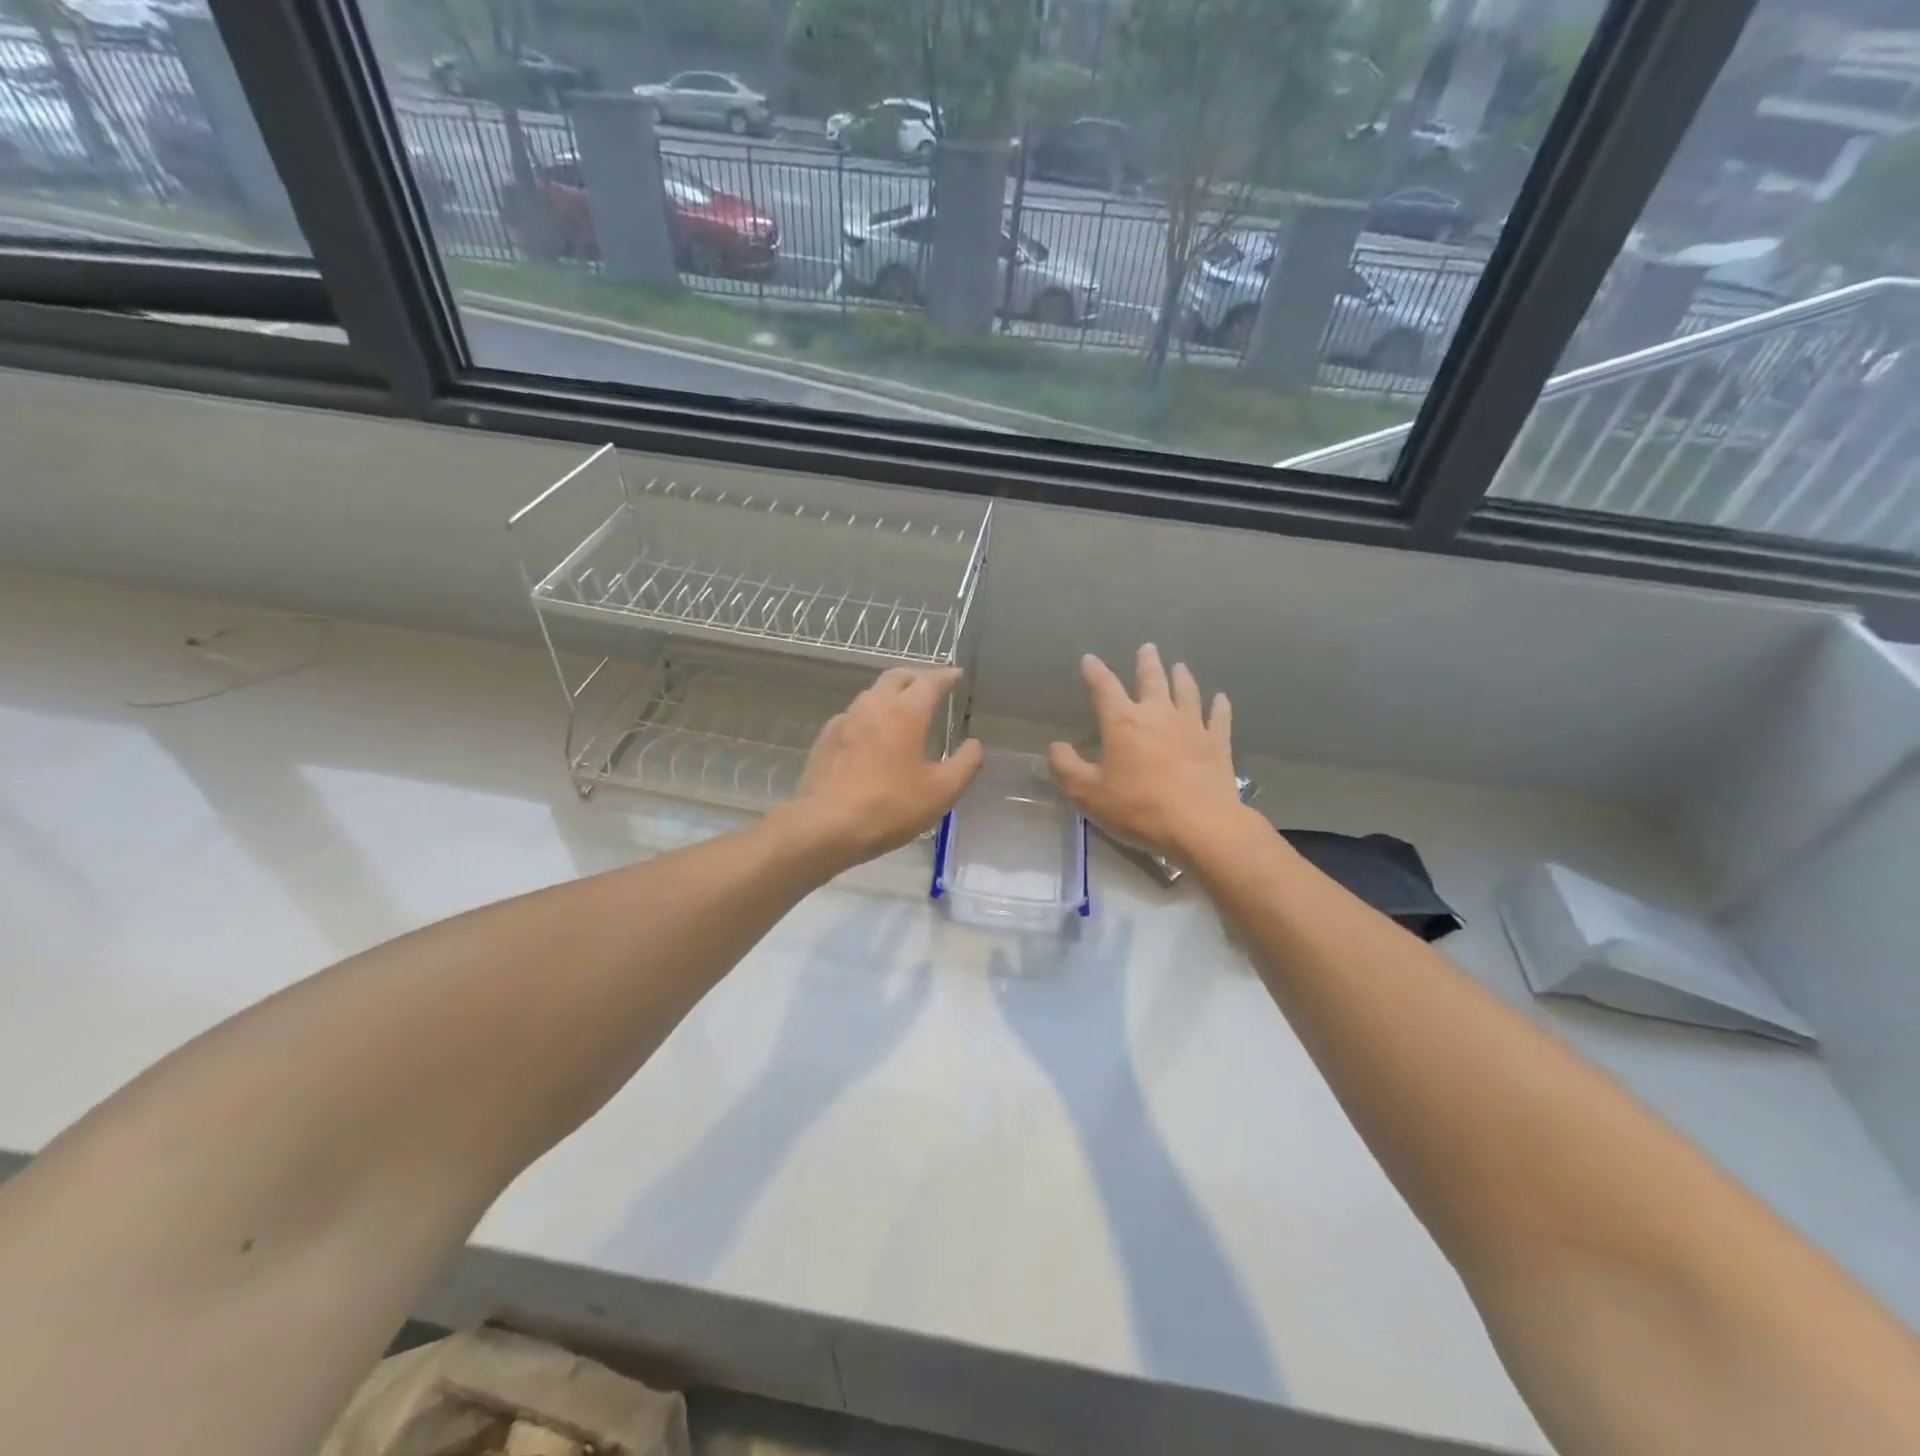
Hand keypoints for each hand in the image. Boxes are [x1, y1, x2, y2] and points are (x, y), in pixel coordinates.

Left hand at [777, 667, 981, 870]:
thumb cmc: (889, 807)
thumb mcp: (941, 792)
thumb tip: (974, 745)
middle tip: (931, 686)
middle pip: (897, 677)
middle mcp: (874, 705)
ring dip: (891, 694)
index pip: (929, 681)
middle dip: (917, 677)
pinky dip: (869, 716)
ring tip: (904, 710)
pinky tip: (872, 736)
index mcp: (906, 712)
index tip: (956, 675)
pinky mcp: (826, 738)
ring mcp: (845, 719)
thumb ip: (965, 764)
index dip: (945, 676)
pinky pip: (853, 716)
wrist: (825, 825)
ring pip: (872, 694)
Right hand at [1048, 645, 1242, 863]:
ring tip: (1179, 666)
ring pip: (1186, 691)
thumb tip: (1057, 747)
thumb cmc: (1138, 808)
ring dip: (1181, 676)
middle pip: (1152, 679)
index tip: (1090, 659)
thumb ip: (1066, 768)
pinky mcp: (1218, 743)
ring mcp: (1192, 726)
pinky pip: (1219, 717)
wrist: (1200, 825)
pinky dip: (1219, 706)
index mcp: (1123, 723)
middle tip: (1147, 648)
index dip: (1095, 672)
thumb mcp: (1087, 794)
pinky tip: (1220, 698)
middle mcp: (1158, 714)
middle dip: (1146, 662)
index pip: (1104, 687)